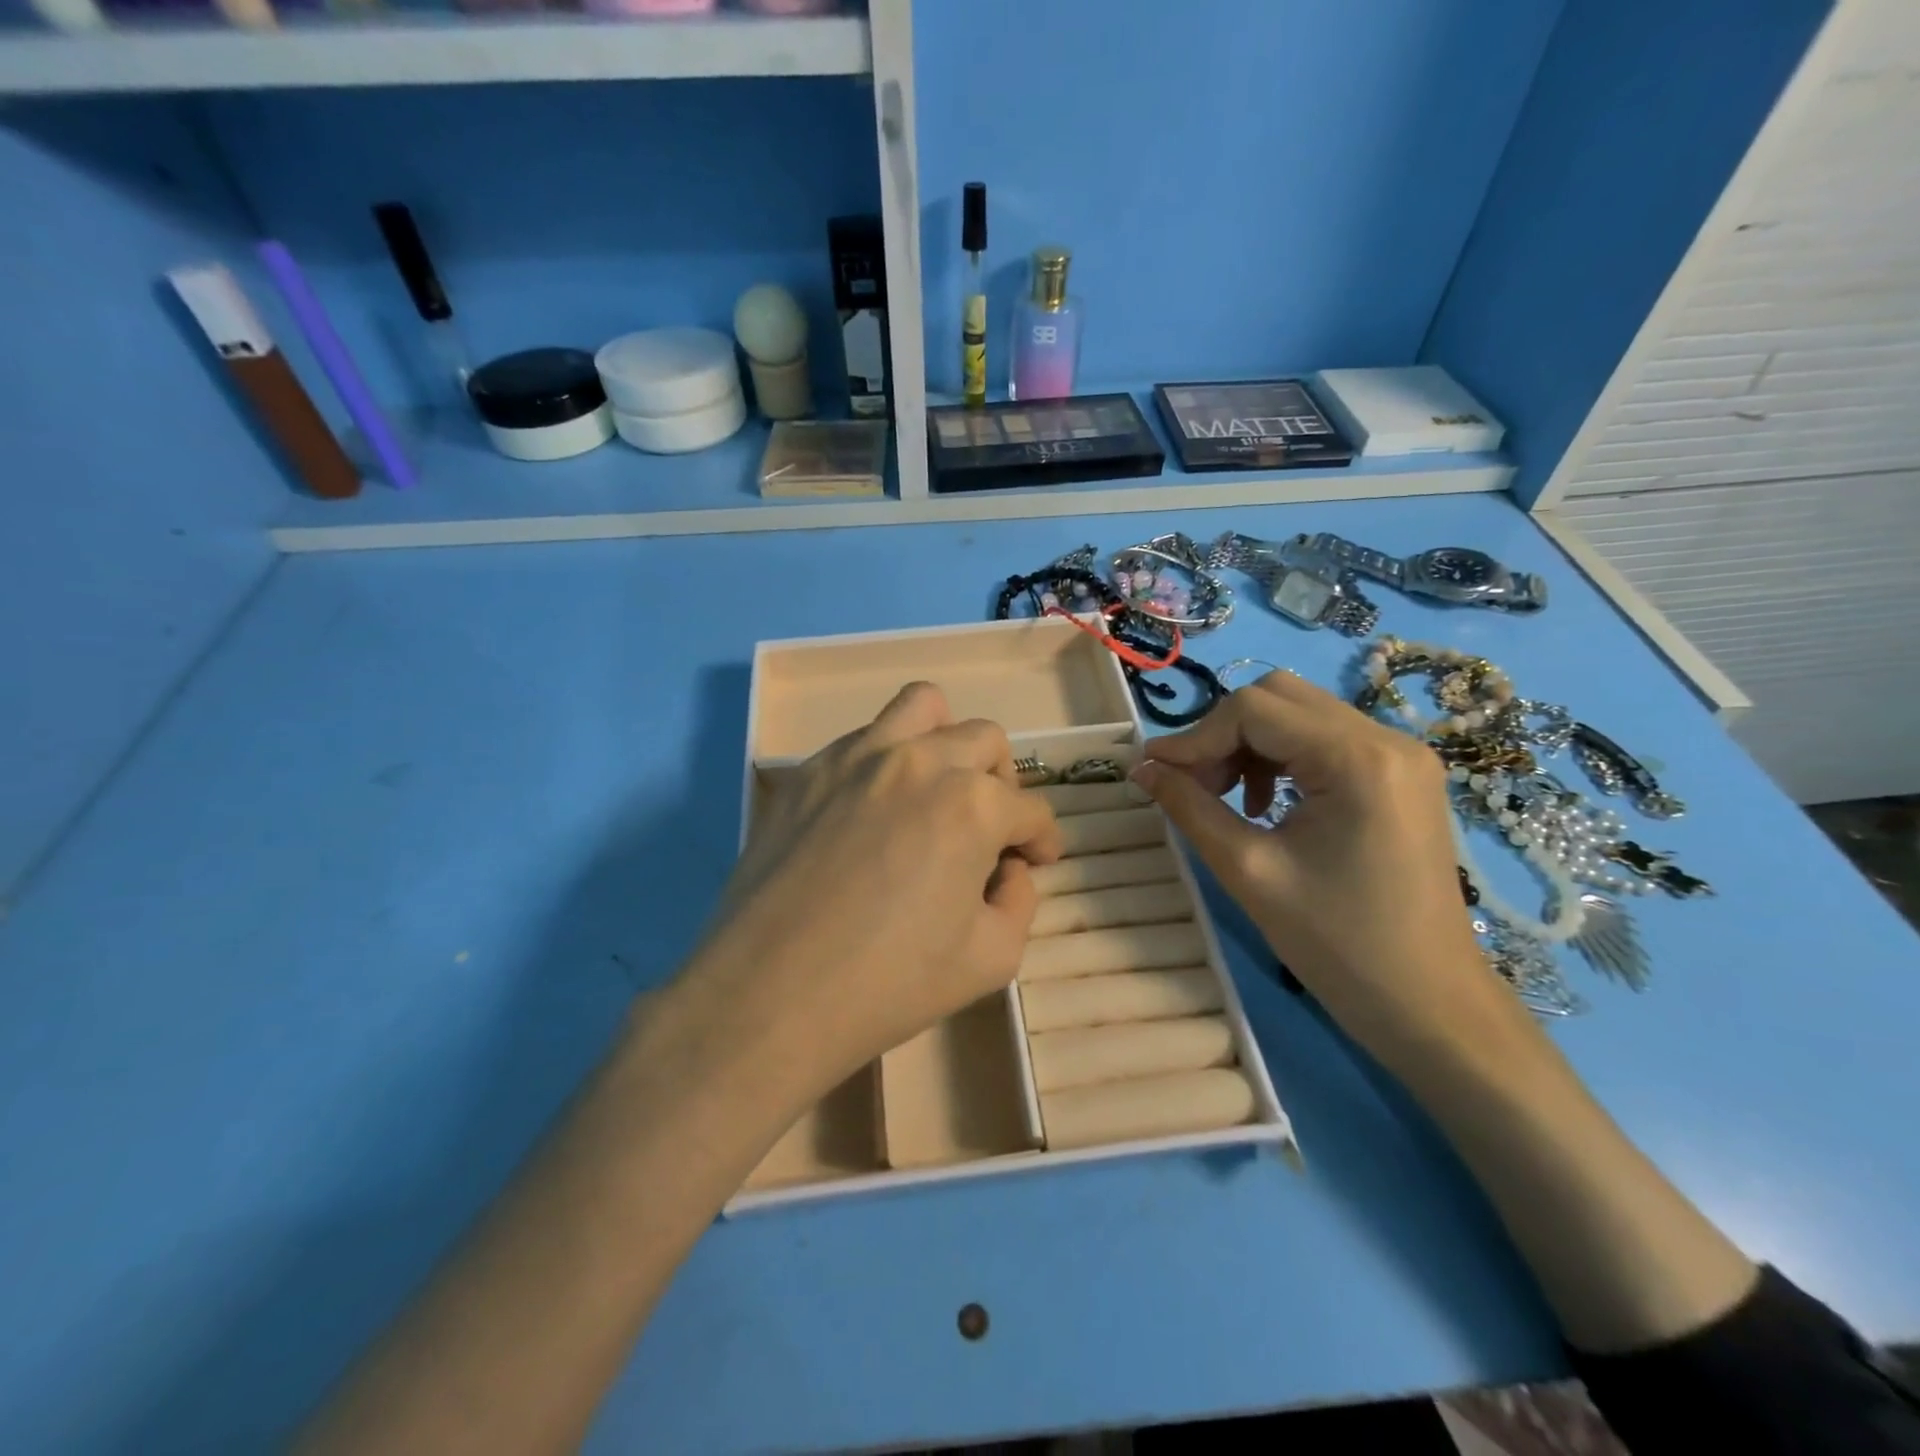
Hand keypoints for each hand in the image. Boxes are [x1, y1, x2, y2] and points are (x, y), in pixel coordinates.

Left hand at [689, 682, 1063, 1107]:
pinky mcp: (809, 770)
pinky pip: (863, 737)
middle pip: (986, 741)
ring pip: (922, 707)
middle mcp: (919, 761)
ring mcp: (857, 756)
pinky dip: (887, 759)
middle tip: (990, 828)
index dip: (1043, 839)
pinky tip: (875, 809)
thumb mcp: (992, 959)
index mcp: (972, 804)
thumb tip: (1008, 868)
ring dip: (946, 740)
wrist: (769, 995)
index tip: (1036, 861)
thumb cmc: (889, 984)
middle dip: (1003, 783)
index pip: (1031, 810)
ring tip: (938, 787)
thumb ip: (1020, 901)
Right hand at [1133, 670, 1522, 1071]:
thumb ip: (1189, 807)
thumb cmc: (1338, 946)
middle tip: (1192, 785)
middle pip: (1278, 697)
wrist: (1429, 1006)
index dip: (1194, 736)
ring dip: (1248, 744)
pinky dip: (1280, 758)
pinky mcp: (1400, 775)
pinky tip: (1265, 806)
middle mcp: (1387, 739)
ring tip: (1225, 798)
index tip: (1153, 772)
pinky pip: (1324, 739)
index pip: (1253, 709)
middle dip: (1222, 734)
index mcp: (1358, 759)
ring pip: (1299, 714)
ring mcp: (1401, 755)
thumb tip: (1141, 768)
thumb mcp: (1248, 871)